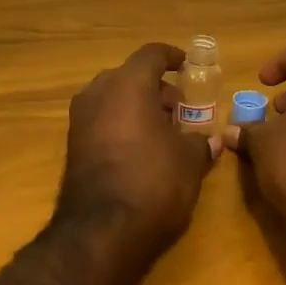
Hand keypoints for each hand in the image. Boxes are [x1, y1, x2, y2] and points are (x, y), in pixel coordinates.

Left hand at [54, 42, 222, 256]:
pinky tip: (140, 148)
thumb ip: (201, 143)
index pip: (151, 54)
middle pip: (129, 75)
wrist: (102, 230)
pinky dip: (120, 124)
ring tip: (162, 129)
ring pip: (112, 98)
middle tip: (178, 107)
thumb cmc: (154, 181)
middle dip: (155, 87)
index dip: (172, 57)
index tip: (187, 66)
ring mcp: (80, 119)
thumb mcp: (189, 161)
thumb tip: (213, 141)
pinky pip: (101, 120)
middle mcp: (98, 93)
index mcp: (128, 84)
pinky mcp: (72, 146)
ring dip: (136, 106)